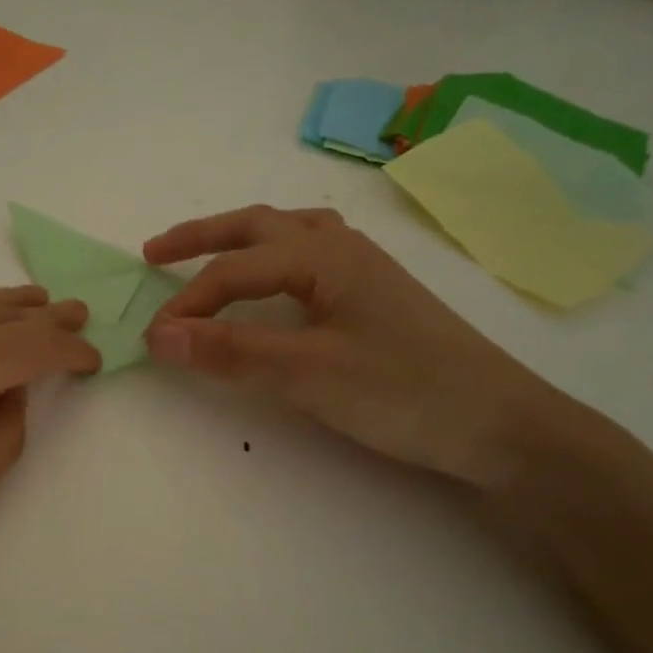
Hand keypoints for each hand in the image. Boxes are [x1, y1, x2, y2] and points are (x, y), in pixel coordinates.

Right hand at [142, 206, 559, 486]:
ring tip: (209, 257)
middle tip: (154, 254)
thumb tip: (158, 333)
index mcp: (323, 255)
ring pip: (288, 234)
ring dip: (240, 241)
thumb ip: (231, 350)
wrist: (501, 424)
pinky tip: (276, 283)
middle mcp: (341, 248)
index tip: (150, 339)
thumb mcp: (307, 373)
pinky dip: (275, 258)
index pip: (233, 272)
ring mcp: (363, 269)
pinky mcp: (376, 295)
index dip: (186, 303)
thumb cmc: (403, 392)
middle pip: (257, 227)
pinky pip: (311, 255)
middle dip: (201, 238)